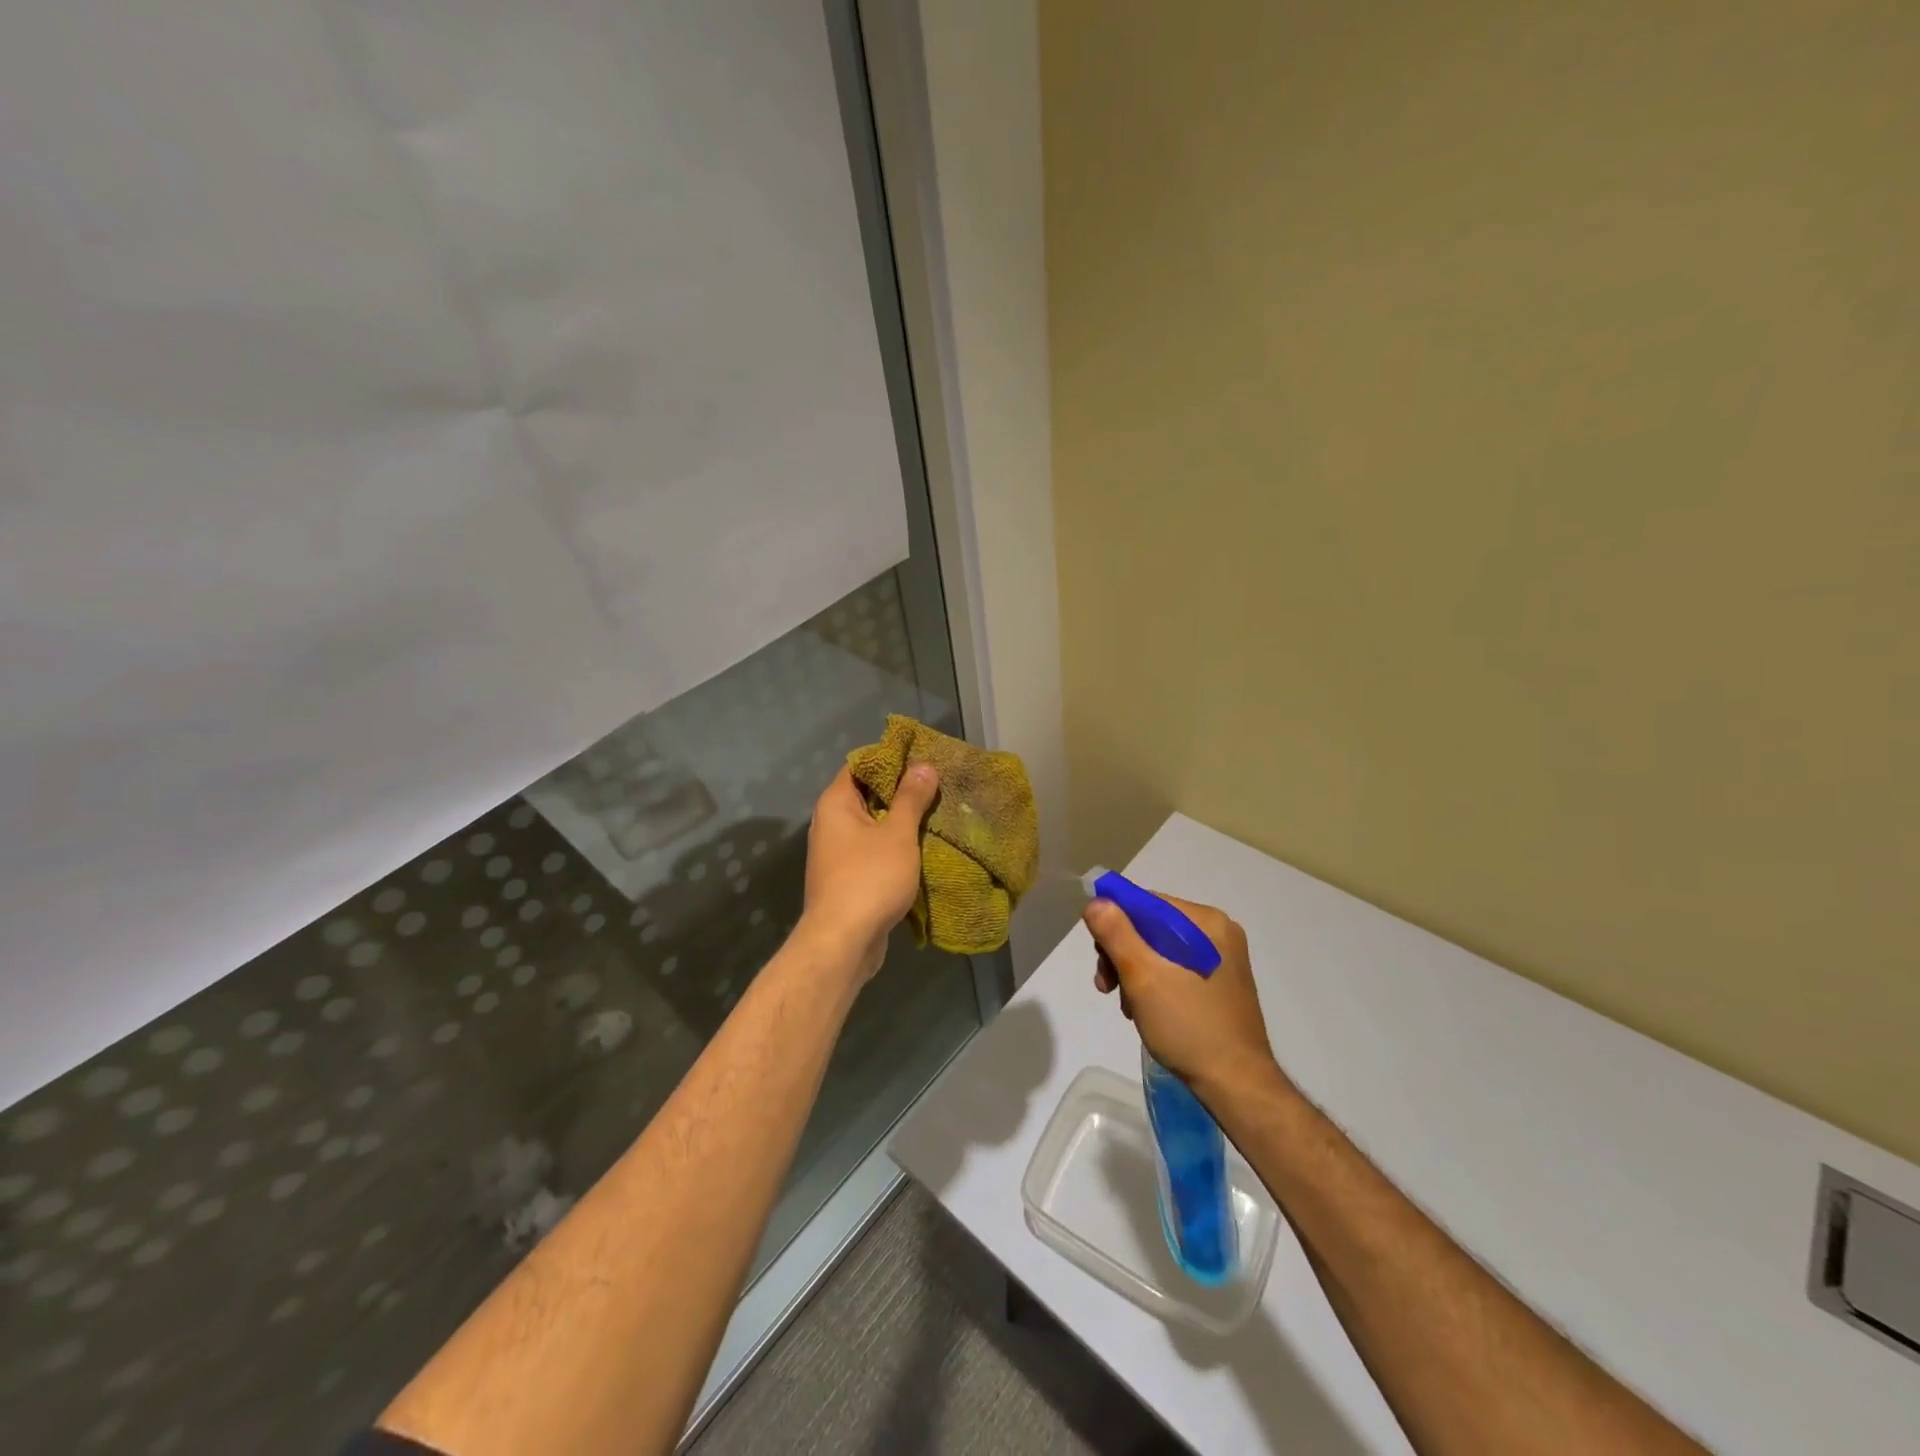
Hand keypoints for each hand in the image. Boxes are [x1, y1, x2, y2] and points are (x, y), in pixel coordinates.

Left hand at [800, 764, 939, 982]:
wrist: (843, 942)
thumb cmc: (870, 877)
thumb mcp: (898, 833)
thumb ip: (911, 798)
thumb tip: (923, 766)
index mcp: (835, 804)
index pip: (860, 766)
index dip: (890, 760)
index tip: (921, 759)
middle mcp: (830, 824)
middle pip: (867, 796)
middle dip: (901, 793)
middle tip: (937, 787)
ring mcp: (836, 854)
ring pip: (872, 827)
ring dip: (900, 824)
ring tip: (936, 816)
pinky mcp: (846, 880)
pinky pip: (873, 853)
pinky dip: (894, 850)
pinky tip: (922, 851)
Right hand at [1085, 891, 1278, 1096]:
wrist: (1237, 1085)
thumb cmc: (1188, 1025)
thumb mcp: (1142, 976)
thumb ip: (1116, 933)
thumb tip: (1097, 901)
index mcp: (1206, 922)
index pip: (1147, 903)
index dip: (1115, 923)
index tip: (1099, 956)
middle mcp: (1218, 933)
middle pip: (1152, 926)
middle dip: (1123, 953)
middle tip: (1107, 987)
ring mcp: (1222, 960)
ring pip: (1161, 950)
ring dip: (1135, 972)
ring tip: (1128, 1006)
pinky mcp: (1221, 984)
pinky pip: (1177, 968)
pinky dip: (1155, 983)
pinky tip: (1146, 1010)